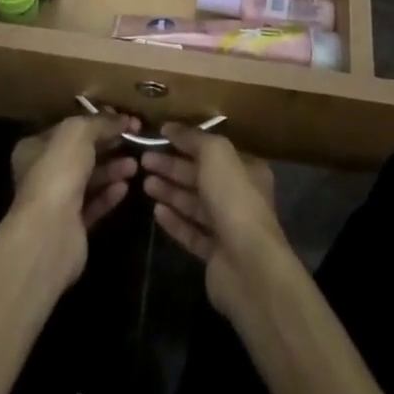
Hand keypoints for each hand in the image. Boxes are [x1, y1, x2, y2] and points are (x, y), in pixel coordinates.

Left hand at [8, 115, 138, 285]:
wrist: (50, 233)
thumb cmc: (58, 172)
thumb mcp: (79, 132)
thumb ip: (101, 122)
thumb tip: (123, 118)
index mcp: (35, 148)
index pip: (68, 128)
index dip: (95, 120)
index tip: (121, 118)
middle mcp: (42, 173)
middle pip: (81, 153)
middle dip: (107, 145)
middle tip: (133, 139)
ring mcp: (56, 201)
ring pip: (89, 179)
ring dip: (112, 169)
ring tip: (135, 164)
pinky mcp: (71, 226)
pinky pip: (94, 204)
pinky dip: (109, 194)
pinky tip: (125, 186)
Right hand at [142, 124, 288, 321]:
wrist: (249, 266)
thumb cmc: (234, 199)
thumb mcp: (216, 154)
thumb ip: (194, 138)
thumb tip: (171, 126)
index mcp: (246, 169)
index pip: (212, 150)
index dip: (187, 141)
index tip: (159, 136)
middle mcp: (239, 196)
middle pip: (200, 176)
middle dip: (172, 166)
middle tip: (144, 160)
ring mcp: (228, 227)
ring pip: (194, 204)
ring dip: (170, 191)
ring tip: (144, 182)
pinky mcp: (215, 255)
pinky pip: (191, 232)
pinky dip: (174, 220)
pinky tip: (156, 211)